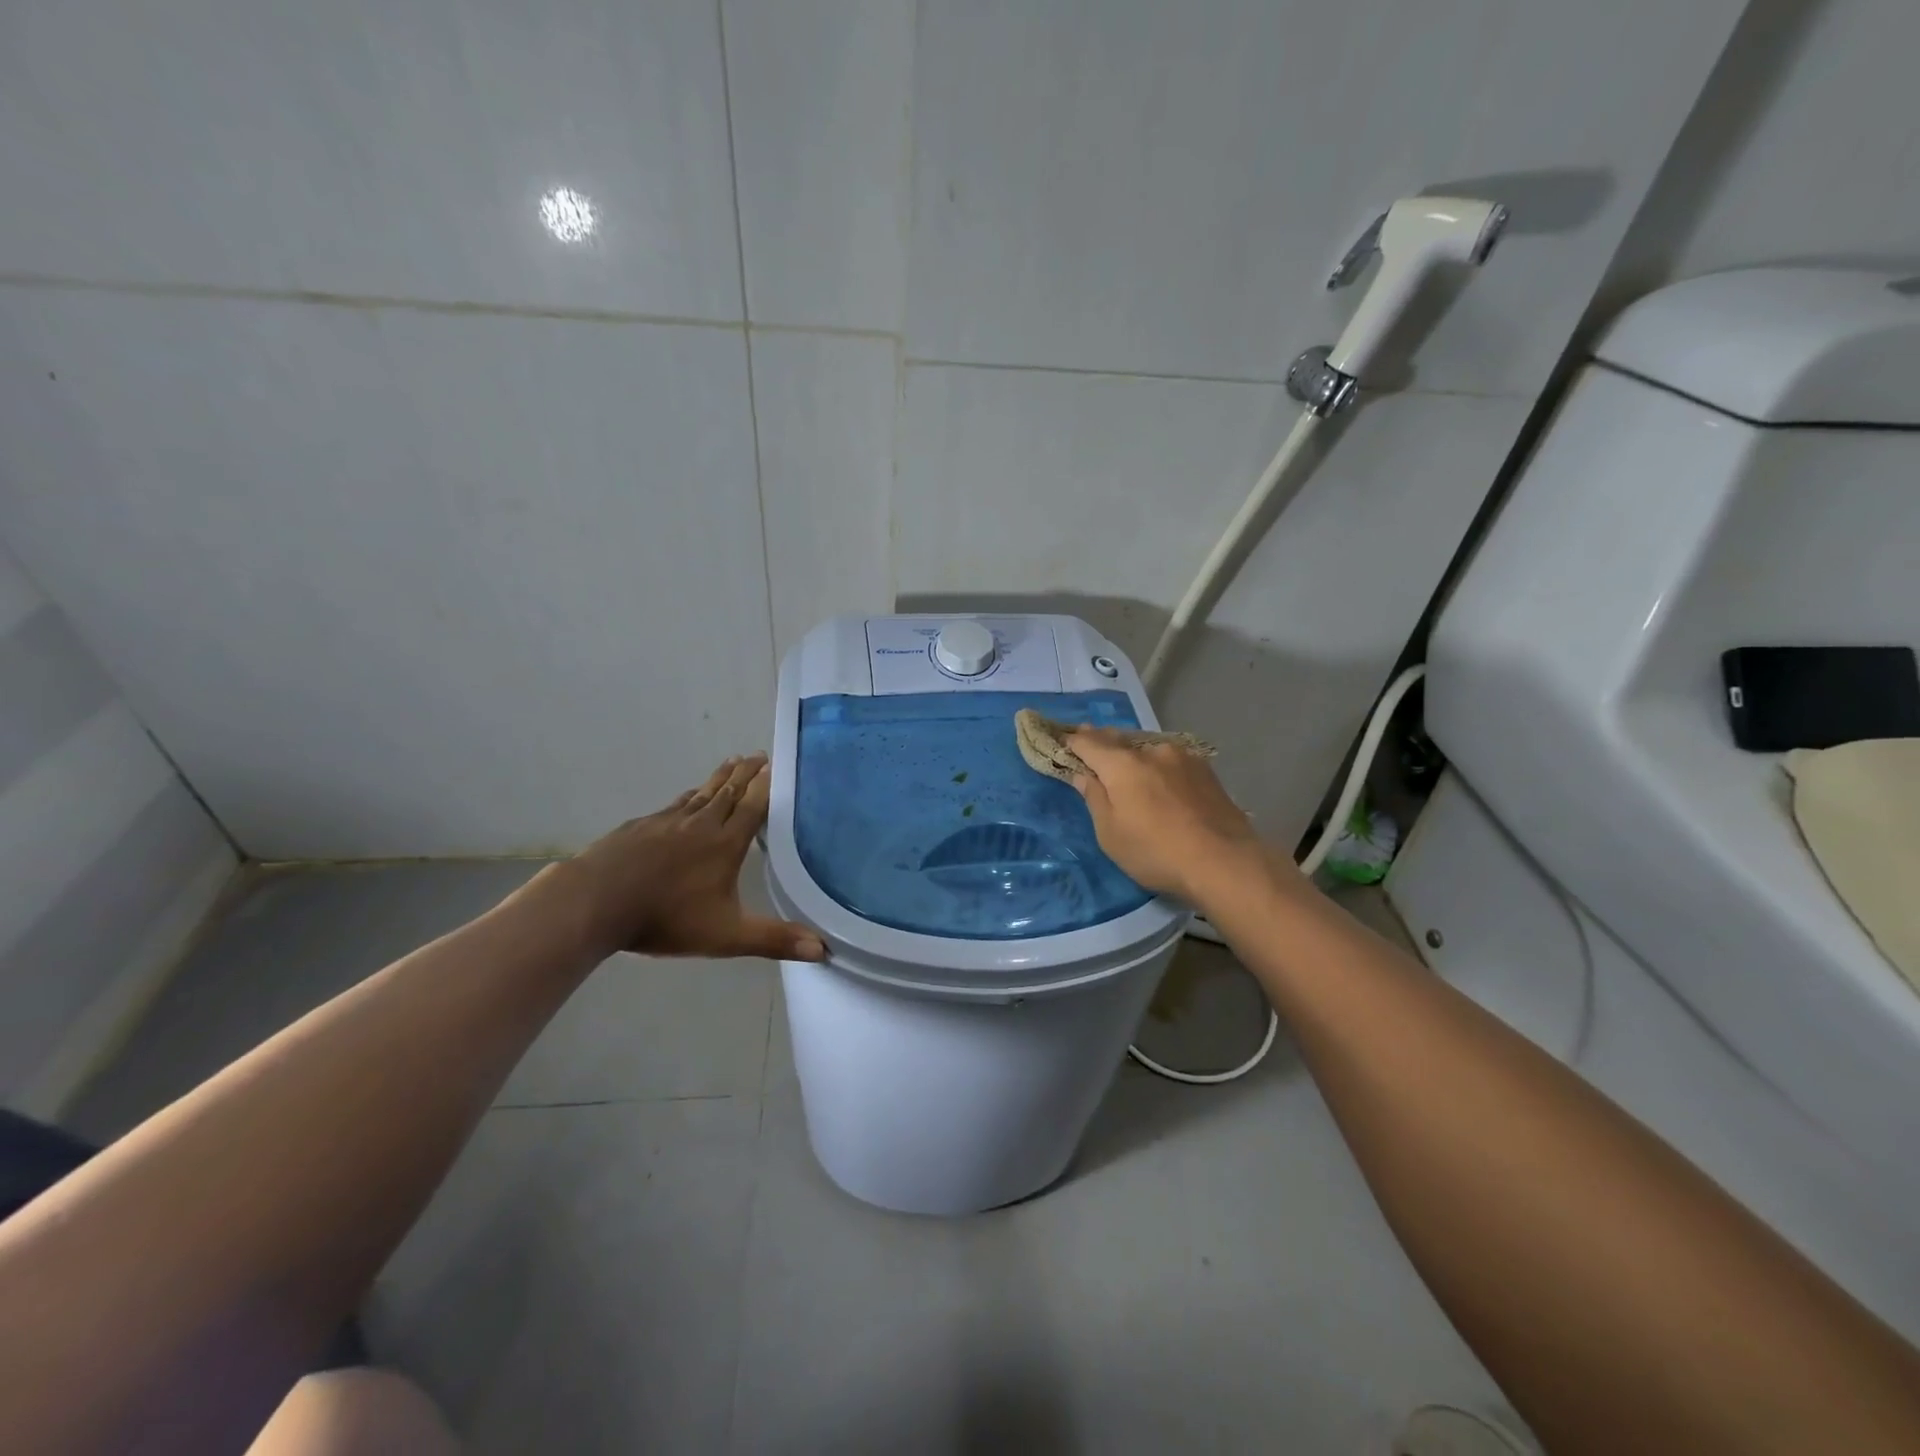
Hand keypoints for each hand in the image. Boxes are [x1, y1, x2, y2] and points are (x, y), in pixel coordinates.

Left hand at [541, 754, 825, 962]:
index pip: (753, 806)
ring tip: (732, 763)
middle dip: (746, 773)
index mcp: (725, 843)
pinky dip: (689, 796)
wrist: (595, 902)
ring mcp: (667, 821)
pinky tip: (687, 799)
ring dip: (719, 777)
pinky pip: (674, 805)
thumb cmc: (666, 918)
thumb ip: (774, 940)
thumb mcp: (727, 936)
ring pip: (701, 793)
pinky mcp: (640, 826)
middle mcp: (700, 824)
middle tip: (759, 755)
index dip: (766, 785)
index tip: (776, 764)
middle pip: (729, 791)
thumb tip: (823, 949)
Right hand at [1064, 728, 1271, 905]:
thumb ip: (1094, 797)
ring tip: (1127, 763)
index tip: (1061, 739)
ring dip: (1133, 754)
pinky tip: (1160, 778)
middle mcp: (1151, 751)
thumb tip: (1082, 774)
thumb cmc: (1155, 852)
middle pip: (1118, 740)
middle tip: (1088, 740)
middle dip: (1101, 741)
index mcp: (1121, 764)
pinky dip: (1158, 765)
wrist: (1224, 861)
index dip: (1072, 741)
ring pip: (1147, 749)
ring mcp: (1183, 758)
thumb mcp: (1110, 833)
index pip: (1088, 743)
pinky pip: (1171, 760)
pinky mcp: (1205, 770)